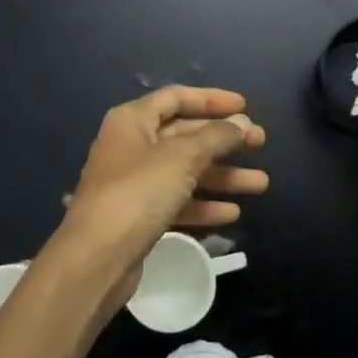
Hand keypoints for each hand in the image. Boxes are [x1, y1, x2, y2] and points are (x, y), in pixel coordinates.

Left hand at [55, 86, 266, 278]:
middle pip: (185, 135)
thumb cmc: (138, 194)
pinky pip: (178, 201)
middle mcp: (131, 146)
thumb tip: (242, 124)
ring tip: (260, 184)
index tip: (245, 107)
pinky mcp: (139, 216)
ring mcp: (134, 183)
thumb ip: (216, 137)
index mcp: (133, 121)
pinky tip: (232, 213)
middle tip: (261, 144)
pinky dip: (204, 204)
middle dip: (224, 141)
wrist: (96, 259)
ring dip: (223, 176)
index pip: (176, 98)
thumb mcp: (182, 158)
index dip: (212, 100)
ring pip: (186, 171)